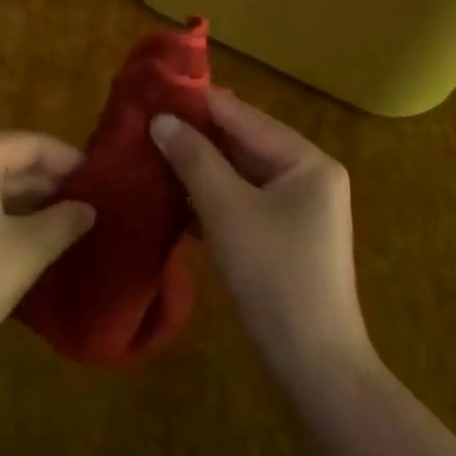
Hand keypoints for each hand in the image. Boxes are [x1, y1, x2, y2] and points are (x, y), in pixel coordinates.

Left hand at [0, 133, 95, 387]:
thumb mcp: (24, 252)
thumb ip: (63, 222)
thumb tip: (88, 208)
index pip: (30, 143)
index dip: (68, 160)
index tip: (103, 180)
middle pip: (6, 159)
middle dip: (48, 182)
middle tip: (91, 204)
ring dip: (26, 200)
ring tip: (68, 221)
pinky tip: (28, 237)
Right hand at [151, 94, 373, 381]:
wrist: (312, 364)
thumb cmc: (273, 275)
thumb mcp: (227, 210)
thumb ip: (194, 158)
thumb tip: (160, 119)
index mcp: (307, 161)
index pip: (243, 117)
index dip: (196, 103)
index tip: (151, 91)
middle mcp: (307, 176)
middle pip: (241, 143)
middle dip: (193, 137)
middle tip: (142, 125)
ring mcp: (295, 209)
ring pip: (237, 174)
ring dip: (196, 168)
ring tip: (147, 154)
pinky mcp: (280, 237)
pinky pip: (240, 202)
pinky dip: (208, 197)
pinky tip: (170, 195)